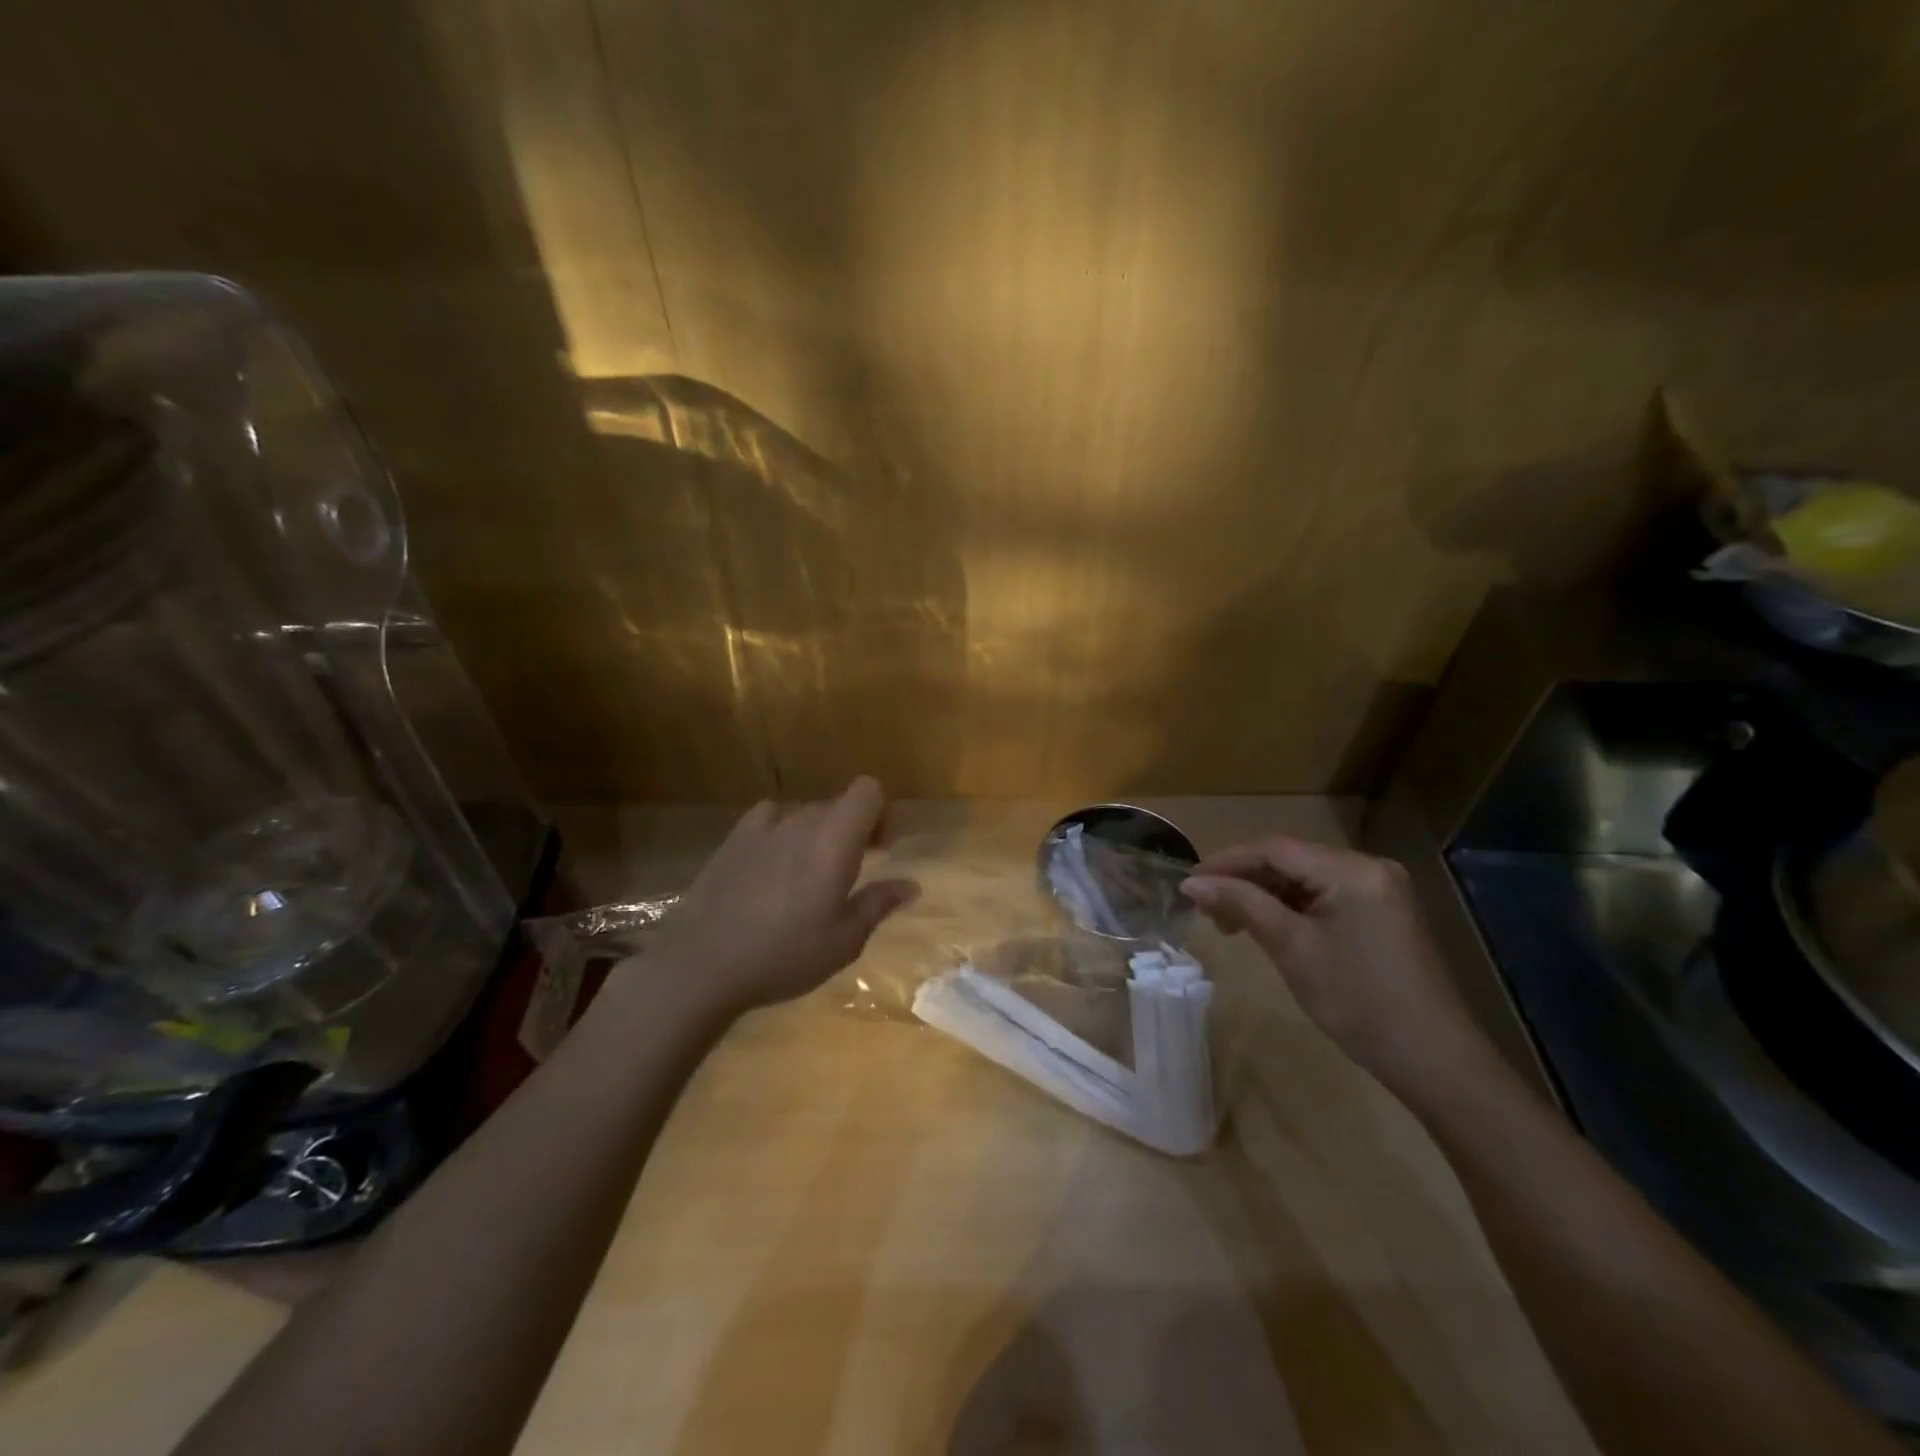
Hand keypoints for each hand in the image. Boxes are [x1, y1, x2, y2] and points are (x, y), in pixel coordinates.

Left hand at [645, 777, 917, 1016]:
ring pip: (804, 813)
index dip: (880, 812)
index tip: (881, 848)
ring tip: (809, 873)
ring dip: (817, 832)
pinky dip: (781, 831)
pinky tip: (772, 865)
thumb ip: (878, 904)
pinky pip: (769, 818)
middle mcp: (801, 823)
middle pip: (837, 804)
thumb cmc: (783, 956)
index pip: (867, 790)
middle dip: (853, 827)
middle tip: (853, 869)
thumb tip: (911, 885)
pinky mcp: (733, 839)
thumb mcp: (842, 942)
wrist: (702, 964)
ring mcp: (763, 828)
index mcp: (834, 842)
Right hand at [1181, 838, 1493, 1096]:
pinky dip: (1291, 906)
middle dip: (1244, 878)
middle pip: (1289, 859)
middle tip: (1206, 906)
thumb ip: (1242, 905)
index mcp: (1351, 870)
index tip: (1189, 882)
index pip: (1274, 848)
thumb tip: (1192, 882)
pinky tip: (1266, 925)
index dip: (1227, 861)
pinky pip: (1324, 894)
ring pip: (1304, 877)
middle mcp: (1368, 866)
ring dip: (1264, 893)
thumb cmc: (1357, 1001)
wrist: (1433, 1060)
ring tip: (1228, 920)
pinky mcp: (1381, 911)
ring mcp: (1378, 888)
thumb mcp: (1292, 949)